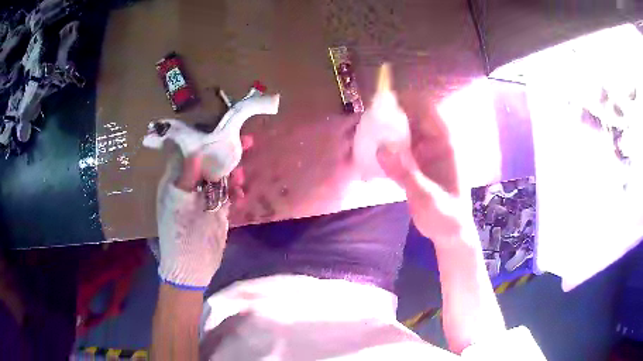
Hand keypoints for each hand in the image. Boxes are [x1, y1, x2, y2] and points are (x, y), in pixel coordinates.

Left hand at [154, 135, 253, 289]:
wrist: (191, 267)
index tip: (221, 129)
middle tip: (246, 141)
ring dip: (232, 173)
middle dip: (224, 153)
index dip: (204, 139)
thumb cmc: (179, 235)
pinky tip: (240, 193)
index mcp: (175, 181)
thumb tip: (196, 150)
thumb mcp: (179, 204)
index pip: (188, 151)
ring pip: (219, 177)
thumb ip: (187, 177)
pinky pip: (227, 194)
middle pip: (208, 162)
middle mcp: (189, 186)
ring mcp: (203, 199)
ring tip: (242, 173)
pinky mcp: (215, 210)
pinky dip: (234, 192)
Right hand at [376, 101, 476, 249]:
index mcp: (444, 143)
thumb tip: (381, 148)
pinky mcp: (414, 163)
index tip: (382, 100)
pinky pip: (398, 146)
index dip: (406, 100)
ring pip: (403, 130)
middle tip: (365, 117)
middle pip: (412, 116)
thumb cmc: (445, 215)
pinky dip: (385, 145)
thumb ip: (405, 173)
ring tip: (363, 130)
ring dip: (385, 129)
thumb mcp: (426, 197)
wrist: (449, 233)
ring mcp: (423, 152)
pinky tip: (369, 149)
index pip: (427, 110)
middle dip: (391, 113)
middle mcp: (434, 142)